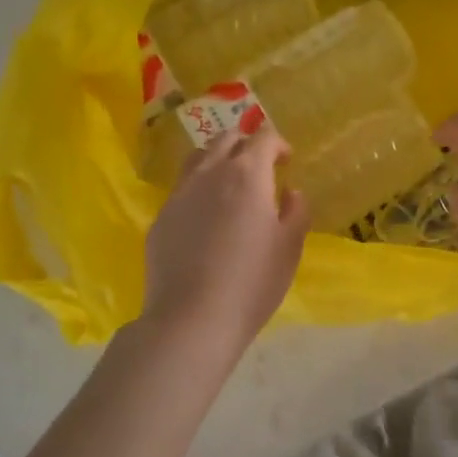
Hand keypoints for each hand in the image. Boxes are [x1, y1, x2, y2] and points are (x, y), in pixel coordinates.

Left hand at [141, 129, 308, 349]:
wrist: (192, 318)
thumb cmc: (252, 281)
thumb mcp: (290, 247)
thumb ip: (296, 211)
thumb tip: (291, 192)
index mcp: (247, 175)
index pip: (263, 138)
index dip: (278, 144)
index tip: (286, 160)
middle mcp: (210, 173)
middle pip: (226, 139)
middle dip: (246, 144)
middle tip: (259, 165)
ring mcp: (180, 194)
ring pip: (198, 158)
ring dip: (217, 159)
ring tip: (228, 182)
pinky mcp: (161, 218)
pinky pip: (182, 189)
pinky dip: (198, 189)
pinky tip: (205, 217)